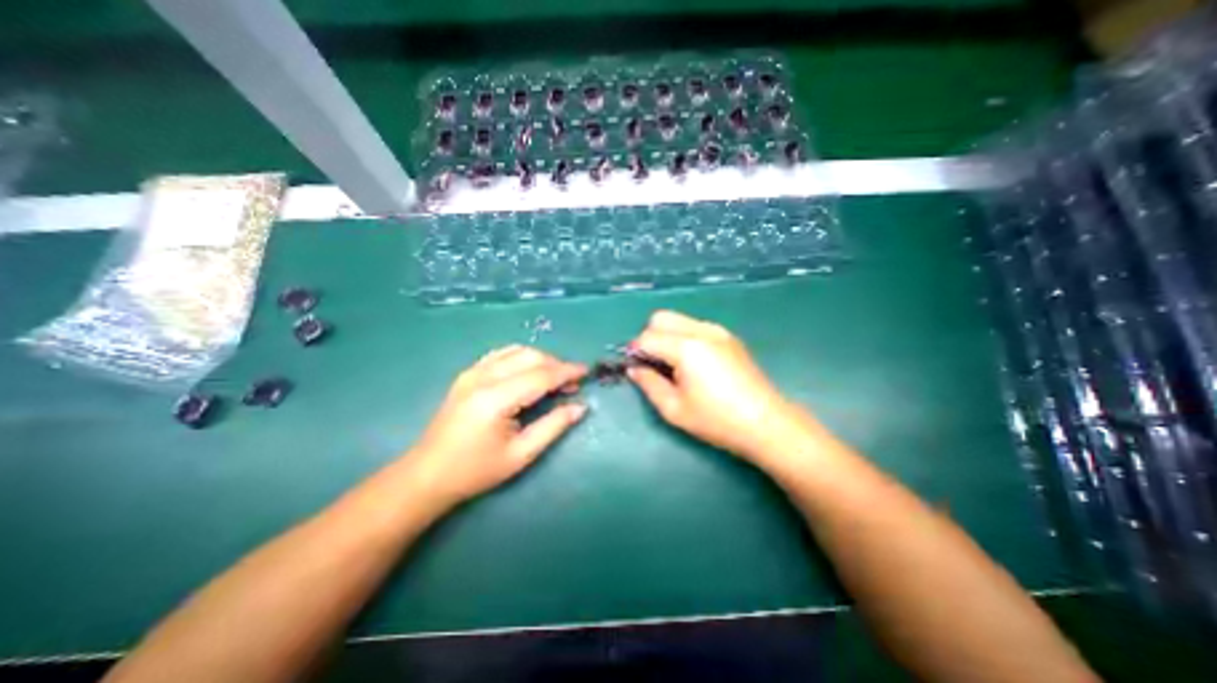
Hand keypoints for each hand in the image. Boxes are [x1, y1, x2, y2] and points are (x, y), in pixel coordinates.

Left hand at [406, 348, 587, 505]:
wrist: (427, 474)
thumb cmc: (476, 470)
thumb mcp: (521, 455)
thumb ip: (553, 426)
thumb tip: (581, 407)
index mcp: (495, 399)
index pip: (540, 375)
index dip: (566, 372)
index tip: (586, 372)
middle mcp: (483, 377)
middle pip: (530, 357)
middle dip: (556, 365)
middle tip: (572, 383)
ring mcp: (472, 372)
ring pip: (516, 351)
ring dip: (540, 359)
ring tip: (554, 378)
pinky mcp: (467, 374)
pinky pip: (501, 354)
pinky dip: (522, 357)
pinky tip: (529, 372)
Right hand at [627, 309, 801, 458]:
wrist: (766, 422)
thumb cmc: (717, 420)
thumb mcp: (674, 409)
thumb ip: (648, 384)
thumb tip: (634, 368)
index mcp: (686, 348)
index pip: (647, 337)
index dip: (634, 351)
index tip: (636, 368)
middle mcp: (701, 330)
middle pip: (661, 318)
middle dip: (649, 337)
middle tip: (654, 364)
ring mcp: (717, 331)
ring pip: (678, 320)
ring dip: (667, 336)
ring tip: (674, 366)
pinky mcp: (728, 336)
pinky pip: (695, 327)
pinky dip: (684, 337)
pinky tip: (694, 364)